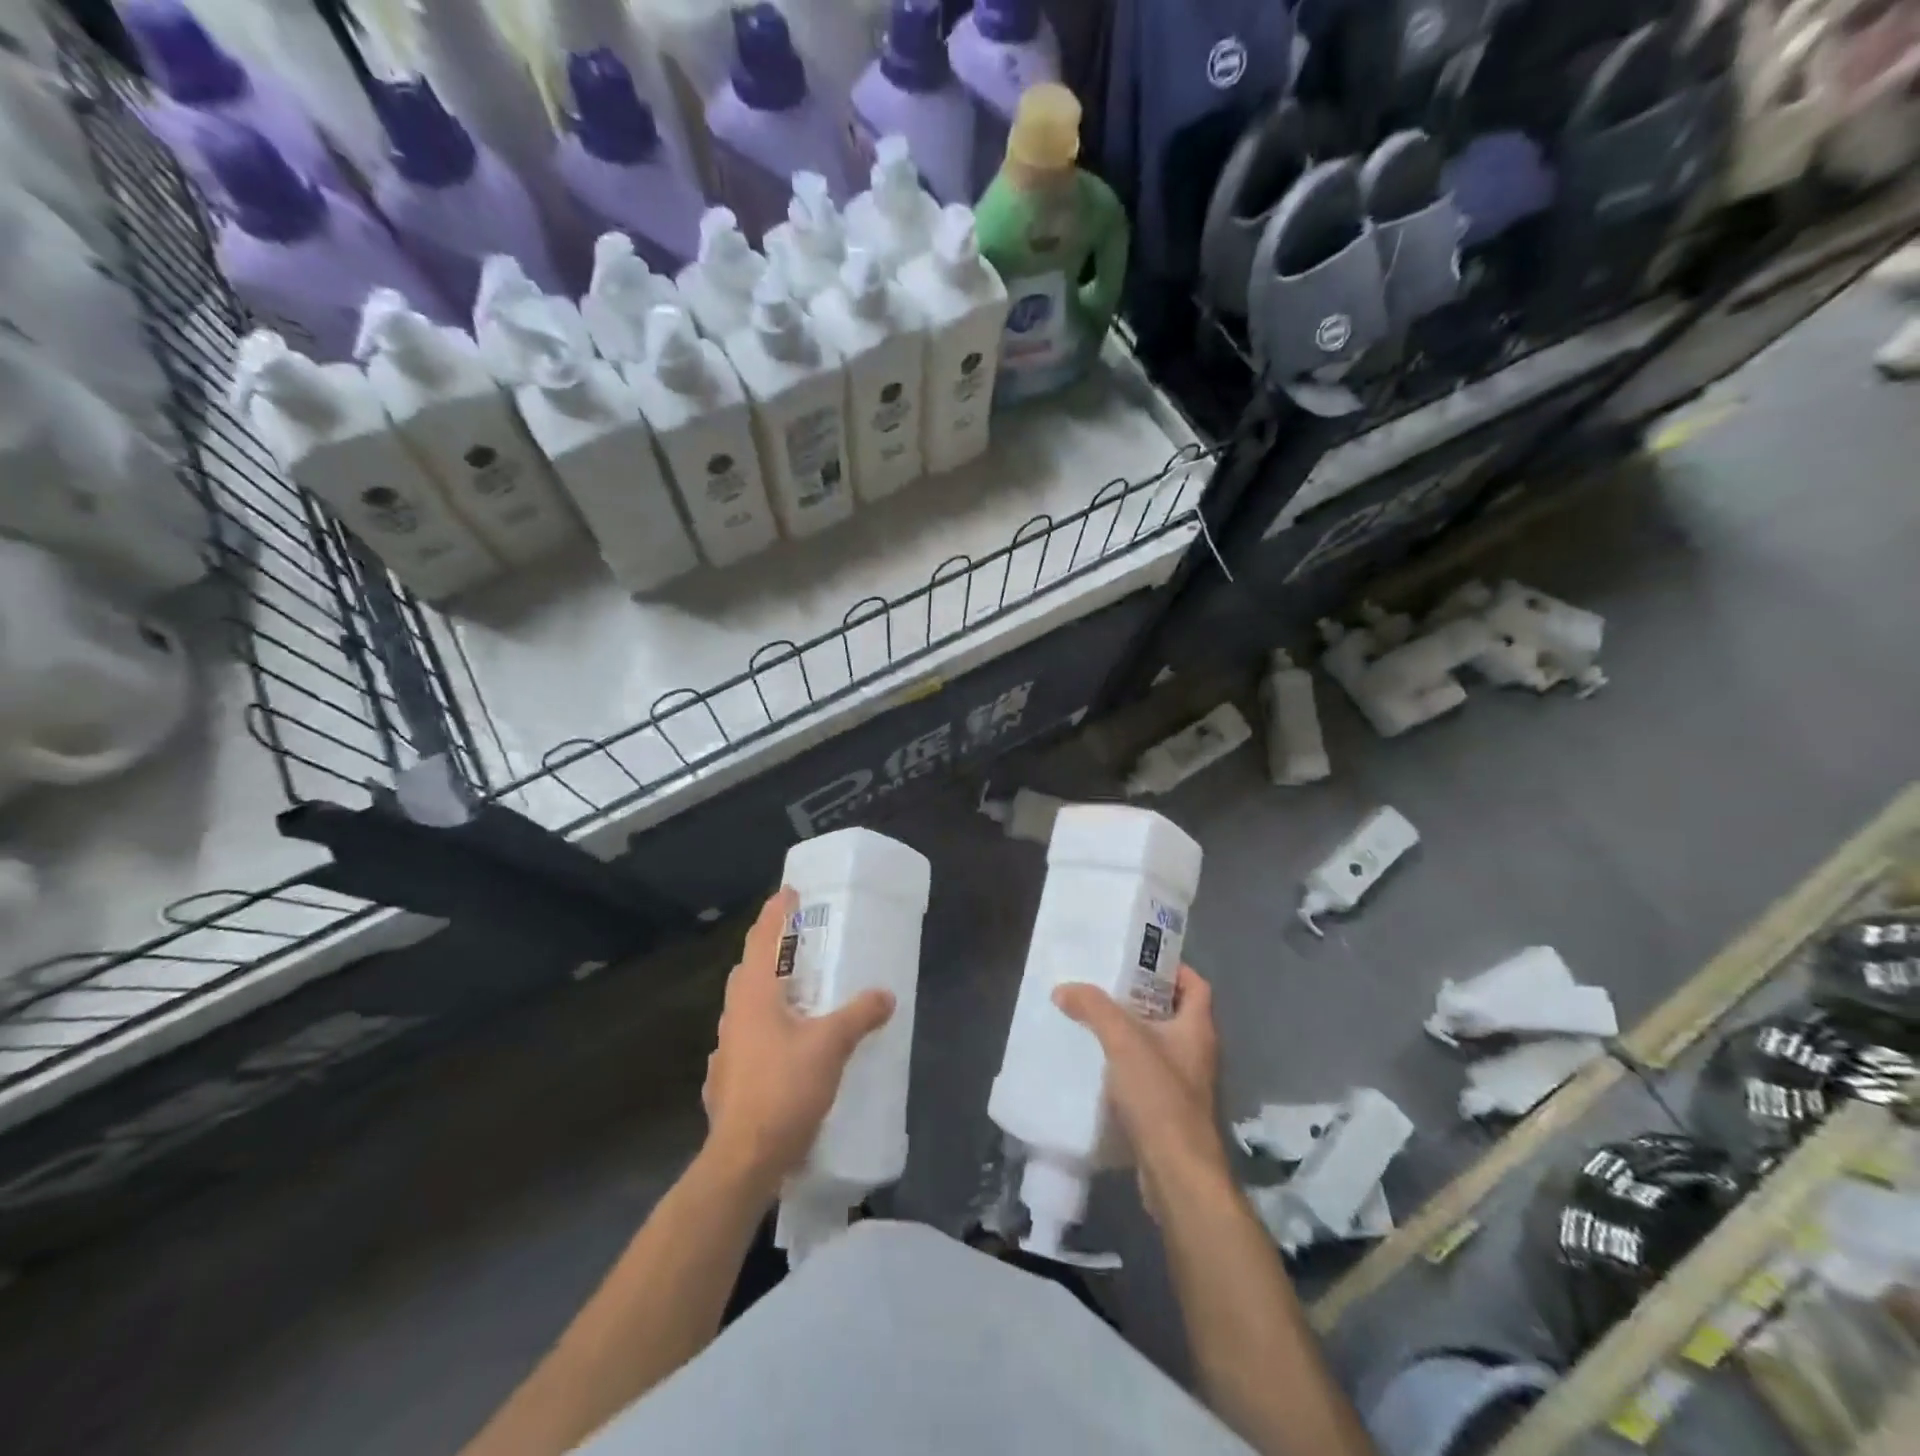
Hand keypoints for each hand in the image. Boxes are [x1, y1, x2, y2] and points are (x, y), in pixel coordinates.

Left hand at [702, 888, 894, 1197]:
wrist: (743, 1160)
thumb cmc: (784, 1090)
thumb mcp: (831, 1046)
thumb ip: (859, 1015)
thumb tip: (886, 994)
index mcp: (755, 996)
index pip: (762, 939)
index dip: (776, 913)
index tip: (789, 891)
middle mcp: (735, 1015)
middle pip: (749, 969)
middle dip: (771, 949)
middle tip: (801, 941)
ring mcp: (726, 1049)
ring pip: (747, 1006)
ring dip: (769, 991)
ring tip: (799, 993)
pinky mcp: (727, 1080)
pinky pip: (748, 1039)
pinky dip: (767, 1029)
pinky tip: (785, 1047)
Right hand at [1053, 966, 1226, 1212]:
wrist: (1178, 1175)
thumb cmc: (1160, 1097)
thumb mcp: (1123, 1041)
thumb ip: (1093, 1009)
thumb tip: (1063, 989)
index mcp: (1197, 1028)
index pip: (1196, 984)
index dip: (1173, 968)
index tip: (1138, 960)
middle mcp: (1198, 1053)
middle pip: (1174, 1012)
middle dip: (1142, 999)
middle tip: (1106, 987)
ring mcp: (1187, 1085)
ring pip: (1159, 1046)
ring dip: (1132, 1034)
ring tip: (1095, 1022)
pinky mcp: (1171, 1113)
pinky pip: (1149, 1076)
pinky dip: (1128, 1067)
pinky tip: (1098, 1067)